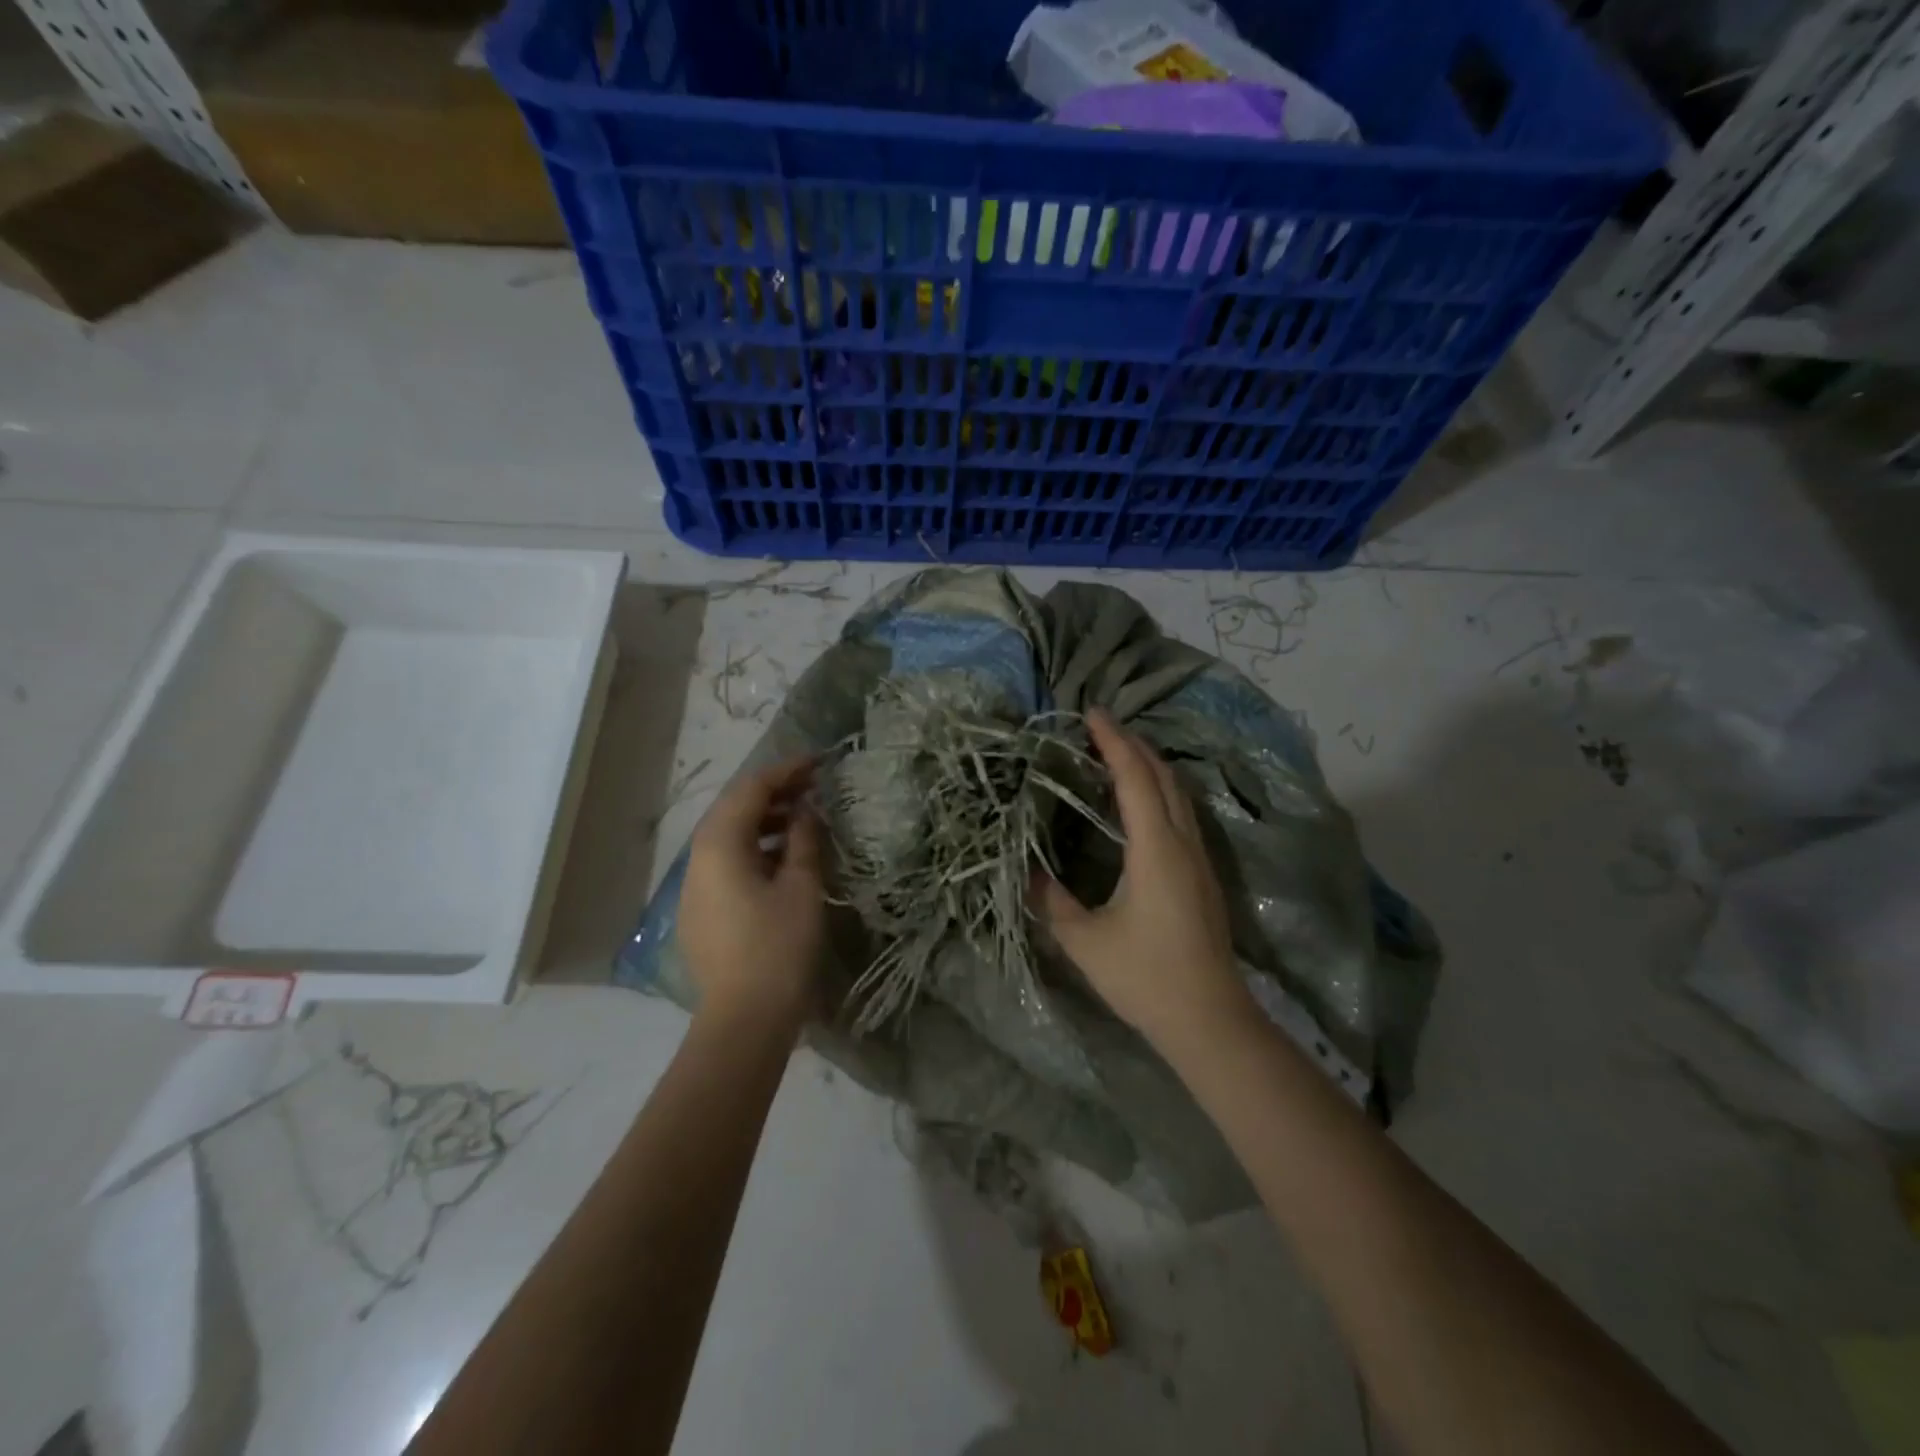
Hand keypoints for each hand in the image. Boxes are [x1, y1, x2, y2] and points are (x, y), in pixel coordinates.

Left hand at [679, 757, 825, 1033]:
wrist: (744, 1021)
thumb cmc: (779, 948)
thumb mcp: (801, 887)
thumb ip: (802, 839)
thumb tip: (805, 810)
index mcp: (720, 846)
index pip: (751, 790)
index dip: (785, 771)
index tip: (818, 763)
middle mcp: (697, 860)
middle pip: (733, 809)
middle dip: (773, 793)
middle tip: (812, 786)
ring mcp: (694, 887)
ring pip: (727, 837)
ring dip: (763, 821)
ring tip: (801, 819)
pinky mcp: (700, 911)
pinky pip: (726, 863)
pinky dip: (754, 849)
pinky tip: (782, 859)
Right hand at [1037, 710, 1249, 1050]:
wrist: (1210, 1019)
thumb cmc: (1146, 976)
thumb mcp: (1084, 941)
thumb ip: (1050, 900)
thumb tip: (1025, 871)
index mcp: (1154, 848)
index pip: (1134, 778)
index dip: (1113, 742)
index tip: (1091, 713)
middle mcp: (1182, 843)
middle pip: (1162, 775)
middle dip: (1133, 744)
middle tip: (1099, 726)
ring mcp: (1198, 858)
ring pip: (1177, 793)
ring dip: (1149, 765)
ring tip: (1116, 753)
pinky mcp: (1202, 874)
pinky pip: (1181, 813)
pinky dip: (1158, 790)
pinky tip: (1140, 802)